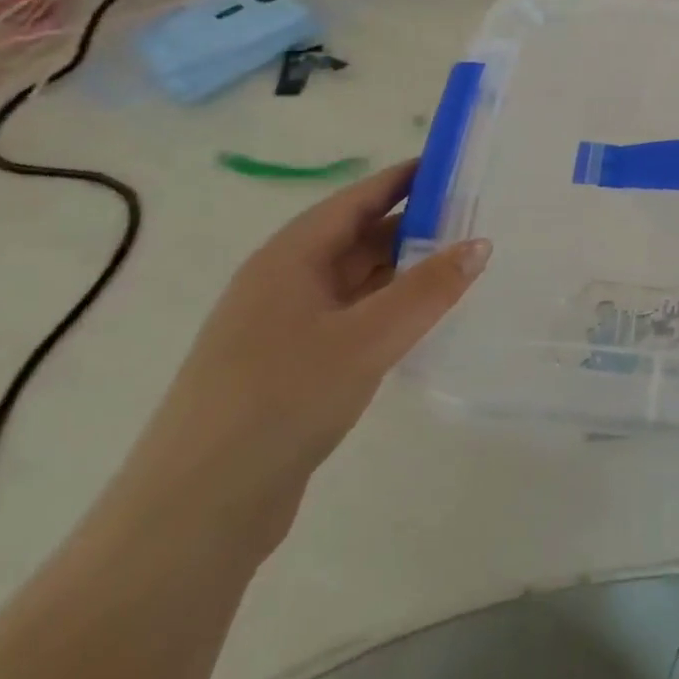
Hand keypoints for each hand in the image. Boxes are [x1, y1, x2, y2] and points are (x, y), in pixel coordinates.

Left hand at [111, 162, 489, 554]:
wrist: (197, 510)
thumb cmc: (282, 401)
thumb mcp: (367, 338)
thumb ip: (428, 288)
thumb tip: (481, 242)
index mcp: (289, 257)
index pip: (357, 199)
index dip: (406, 179)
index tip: (458, 168)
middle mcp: (284, 282)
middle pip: (358, 237)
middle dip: (415, 226)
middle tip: (479, 220)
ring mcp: (284, 327)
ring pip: (357, 281)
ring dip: (405, 271)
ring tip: (465, 266)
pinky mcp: (291, 367)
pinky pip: (352, 319)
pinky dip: (390, 311)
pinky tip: (424, 322)